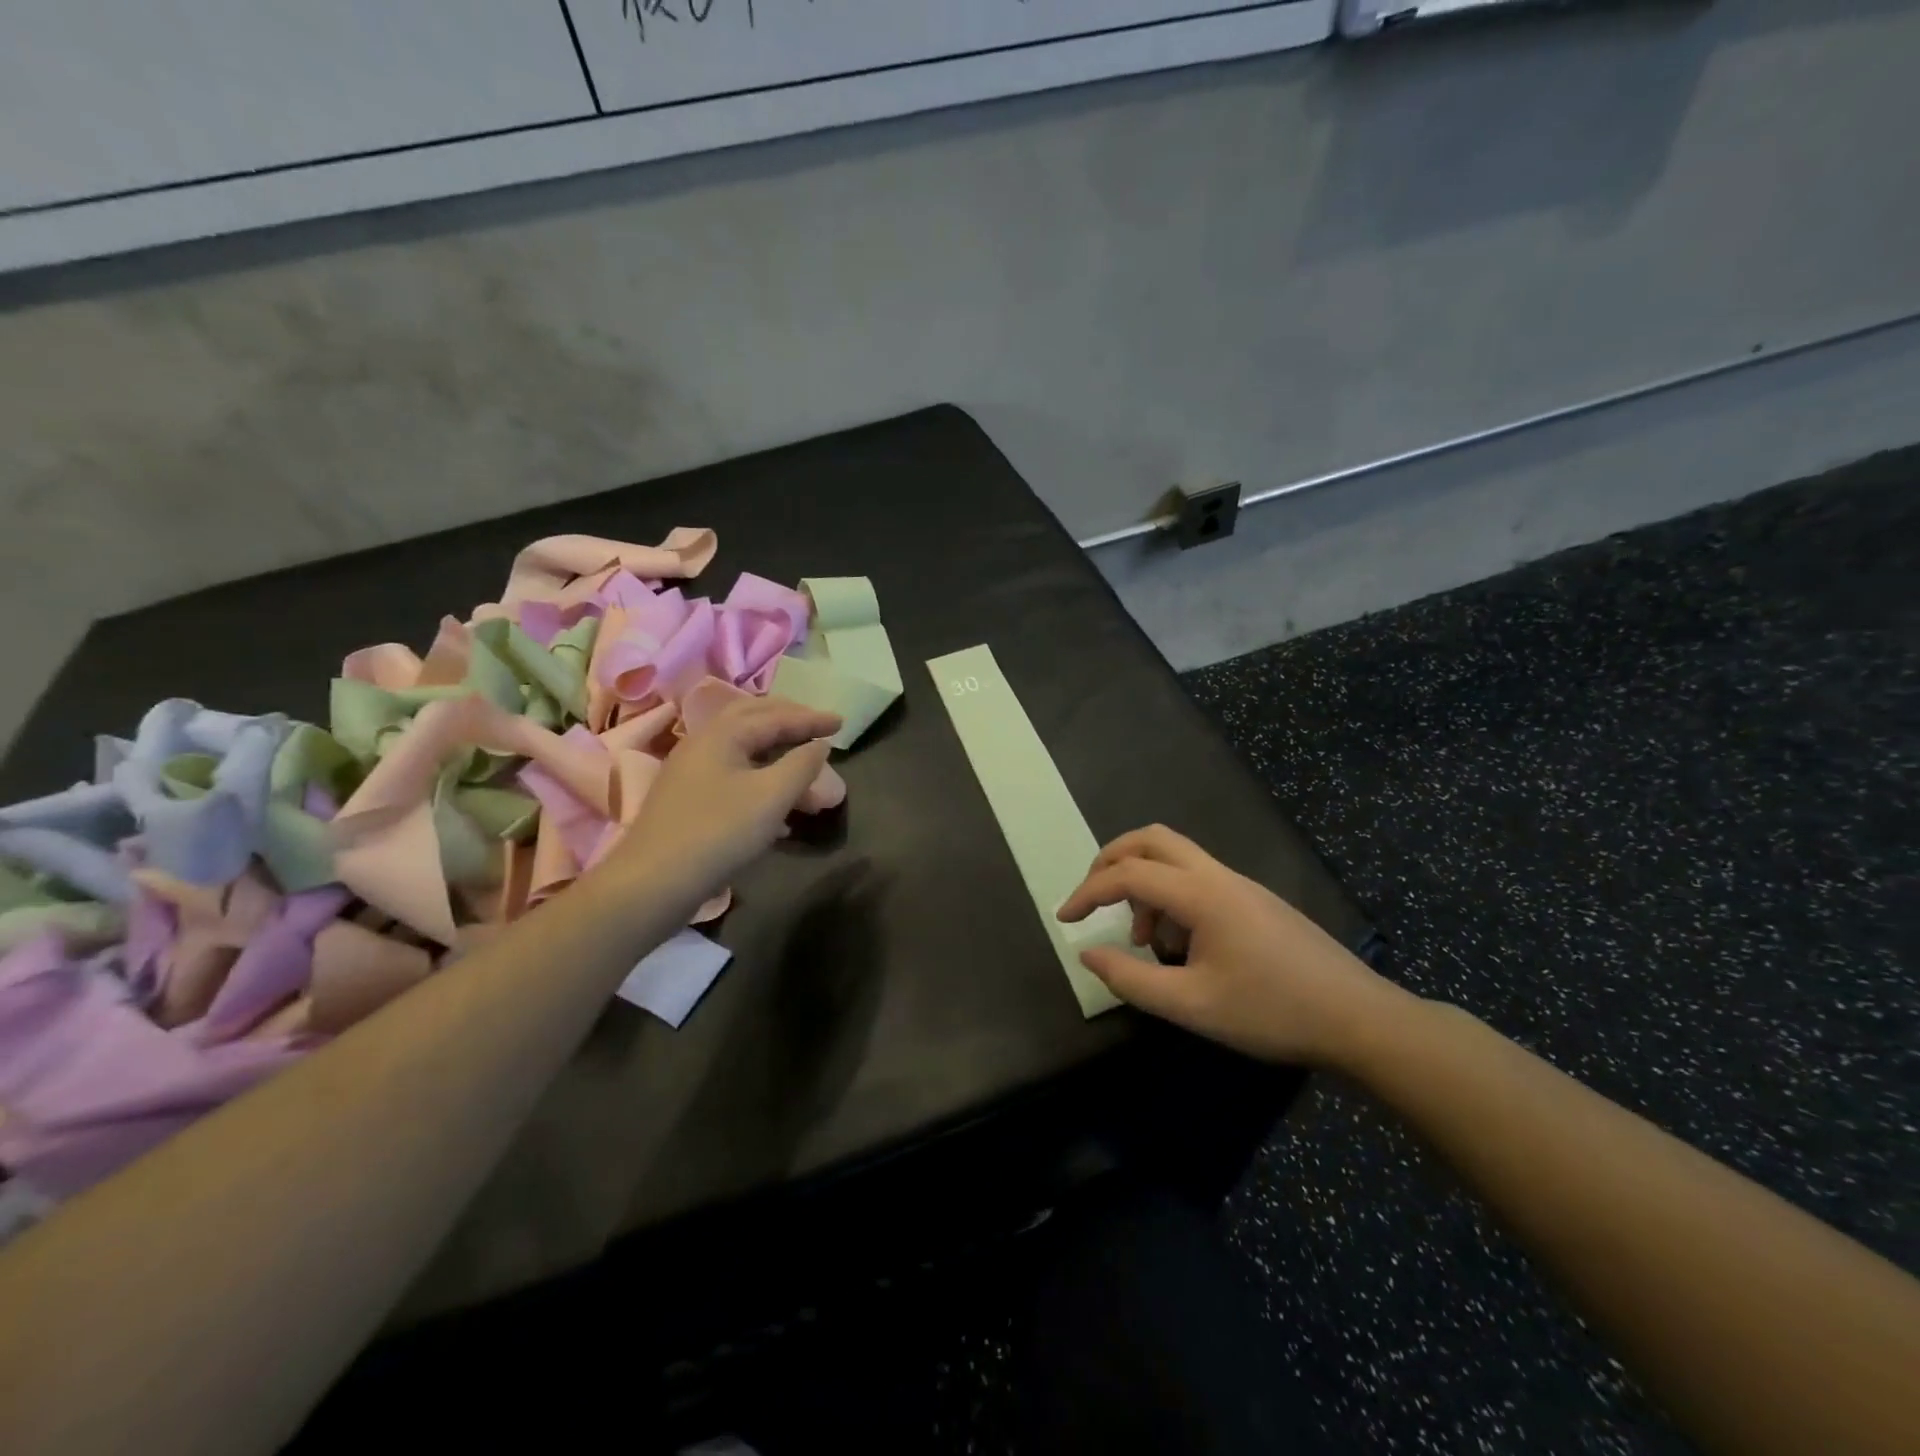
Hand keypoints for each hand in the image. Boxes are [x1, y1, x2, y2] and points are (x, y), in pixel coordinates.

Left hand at [614, 695, 841, 902]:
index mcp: (722, 734)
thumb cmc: (718, 832)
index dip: (811, 719)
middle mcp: (703, 744)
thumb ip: (801, 765)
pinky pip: (734, 775)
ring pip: (743, 750)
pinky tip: (779, 806)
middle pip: (752, 720)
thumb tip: (820, 745)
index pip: (775, 716)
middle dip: (788, 721)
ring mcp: (692, 772)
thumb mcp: (771, 797)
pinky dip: (762, 777)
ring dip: (777, 753)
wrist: (653, 883)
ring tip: (805, 769)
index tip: (842, 723)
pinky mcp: (689, 800)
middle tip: (818, 727)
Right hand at [1056, 825, 1407, 1067]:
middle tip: (1093, 898)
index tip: (1064, 920)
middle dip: (1112, 861)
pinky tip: (1179, 947)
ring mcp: (1241, 885)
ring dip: (1144, 884)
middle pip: (1152, 839)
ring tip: (1142, 941)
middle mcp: (1218, 876)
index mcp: (1202, 894)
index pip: (1128, 874)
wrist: (1359, 1020)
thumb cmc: (1272, 1012)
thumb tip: (1088, 953)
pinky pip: (1197, 880)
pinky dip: (1170, 898)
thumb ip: (1132, 979)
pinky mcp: (1254, 901)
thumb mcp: (1192, 1006)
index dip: (1088, 892)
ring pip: (1175, 858)